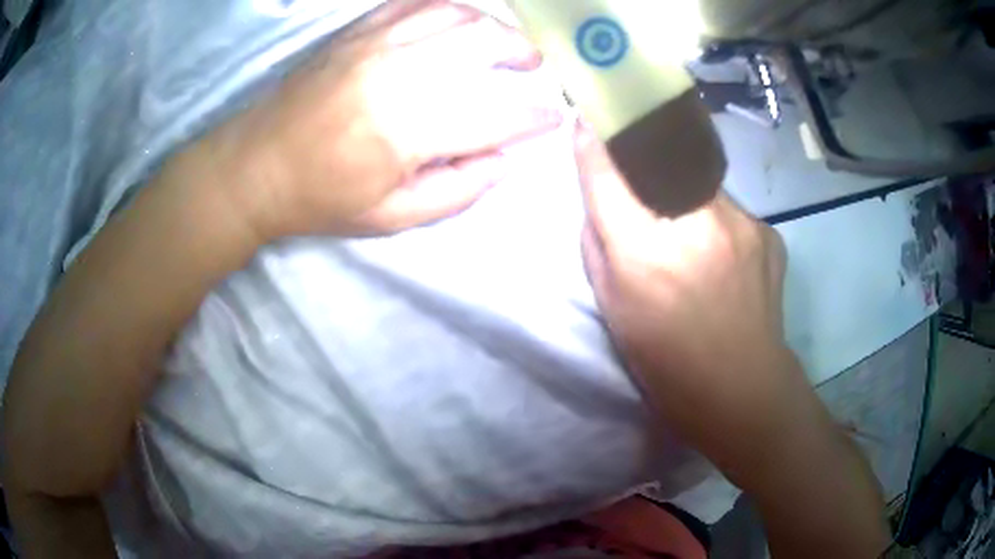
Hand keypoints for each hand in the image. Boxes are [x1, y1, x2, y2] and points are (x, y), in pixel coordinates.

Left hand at [193, 0, 560, 239]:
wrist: (254, 166)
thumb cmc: (320, 199)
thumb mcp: (392, 218)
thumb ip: (458, 190)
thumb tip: (503, 158)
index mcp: (407, 129)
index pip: (497, 113)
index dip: (534, 116)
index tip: (551, 119)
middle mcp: (397, 72)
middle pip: (483, 44)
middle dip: (523, 55)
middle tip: (535, 70)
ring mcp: (374, 42)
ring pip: (456, 14)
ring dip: (493, 27)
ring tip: (504, 45)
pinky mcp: (356, 31)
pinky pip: (415, 3)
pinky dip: (449, 9)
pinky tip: (458, 23)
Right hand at [574, 121, 793, 453]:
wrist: (742, 390)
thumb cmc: (667, 362)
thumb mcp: (614, 309)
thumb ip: (600, 245)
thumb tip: (601, 197)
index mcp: (647, 251)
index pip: (612, 173)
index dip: (597, 142)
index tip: (590, 118)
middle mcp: (697, 222)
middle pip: (662, 157)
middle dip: (644, 147)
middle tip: (636, 147)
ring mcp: (741, 222)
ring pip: (700, 179)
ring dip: (684, 187)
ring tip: (687, 224)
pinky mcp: (767, 231)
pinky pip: (729, 207)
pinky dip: (716, 217)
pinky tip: (721, 252)